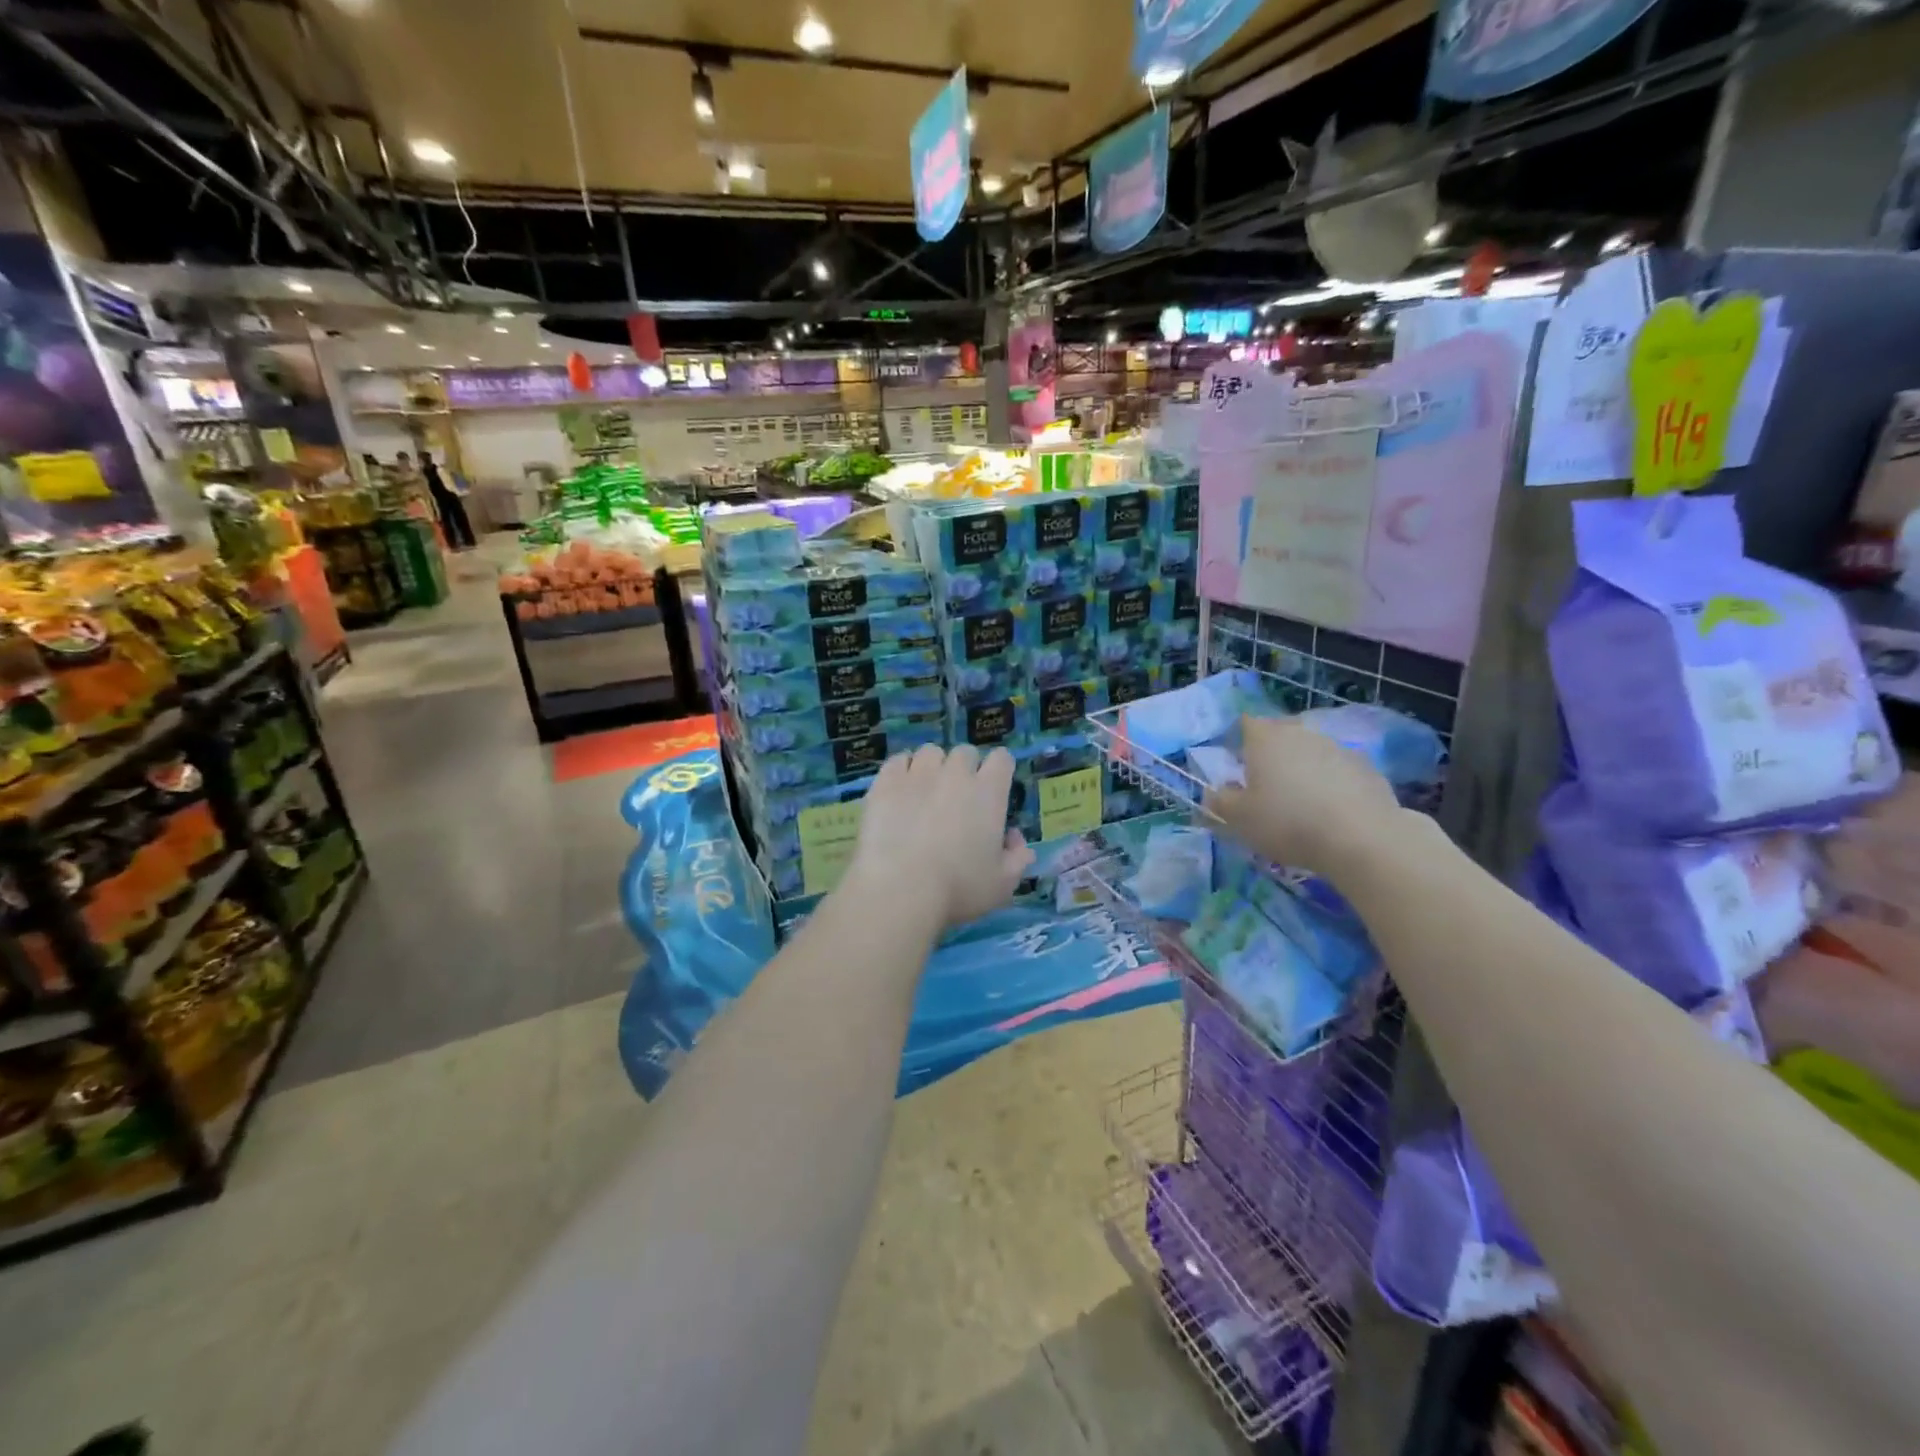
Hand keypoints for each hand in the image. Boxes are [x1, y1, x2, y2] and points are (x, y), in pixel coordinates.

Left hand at [843, 744, 1034, 929]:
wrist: (900, 889)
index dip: (999, 771)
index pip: (1002, 759)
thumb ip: (1018, 858)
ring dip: (932, 767)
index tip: (994, 789)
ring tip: (925, 791)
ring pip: (930, 752)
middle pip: (965, 753)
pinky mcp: (885, 782)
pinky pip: (897, 761)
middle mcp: (955, 773)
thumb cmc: (958, 888)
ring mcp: (918, 774)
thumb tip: (1015, 840)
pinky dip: (901, 771)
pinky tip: (899, 791)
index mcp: (989, 792)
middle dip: (965, 769)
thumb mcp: (1003, 884)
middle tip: (957, 797)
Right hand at [1205, 715, 1401, 876]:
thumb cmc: (1287, 822)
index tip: (1237, 766)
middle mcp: (1301, 733)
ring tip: (1300, 801)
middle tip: (1266, 785)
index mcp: (1265, 738)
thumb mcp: (1238, 819)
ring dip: (1303, 768)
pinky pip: (1338, 770)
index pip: (1246, 724)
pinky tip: (1331, 810)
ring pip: (1311, 751)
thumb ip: (1220, 802)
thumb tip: (1212, 792)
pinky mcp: (1367, 767)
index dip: (1239, 742)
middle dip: (1272, 753)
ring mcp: (1338, 747)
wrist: (1361, 838)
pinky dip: (1331, 782)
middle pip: (1280, 734)